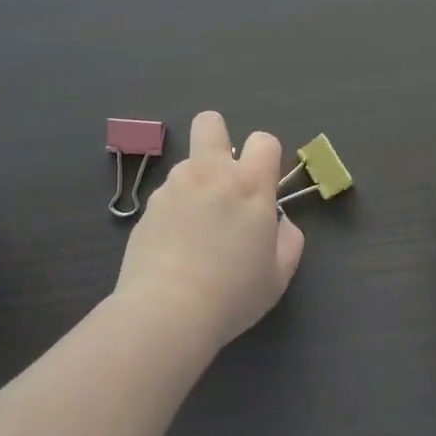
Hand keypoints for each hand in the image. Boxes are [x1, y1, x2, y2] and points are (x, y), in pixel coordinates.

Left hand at [114, 111, 305, 353]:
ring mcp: (174, 186)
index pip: (264, 140)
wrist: (166, 312)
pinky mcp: (147, 207)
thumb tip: (280, 223)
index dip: (267, 157)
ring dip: (195, 183)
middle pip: (210, 123)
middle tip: (222, 176)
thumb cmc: (232, 294)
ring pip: (187, 164)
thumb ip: (288, 240)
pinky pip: (166, 196)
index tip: (263, 185)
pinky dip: (173, 211)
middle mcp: (210, 173)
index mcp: (249, 184)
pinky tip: (173, 246)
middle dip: (218, 137)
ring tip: (195, 227)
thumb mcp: (278, 275)